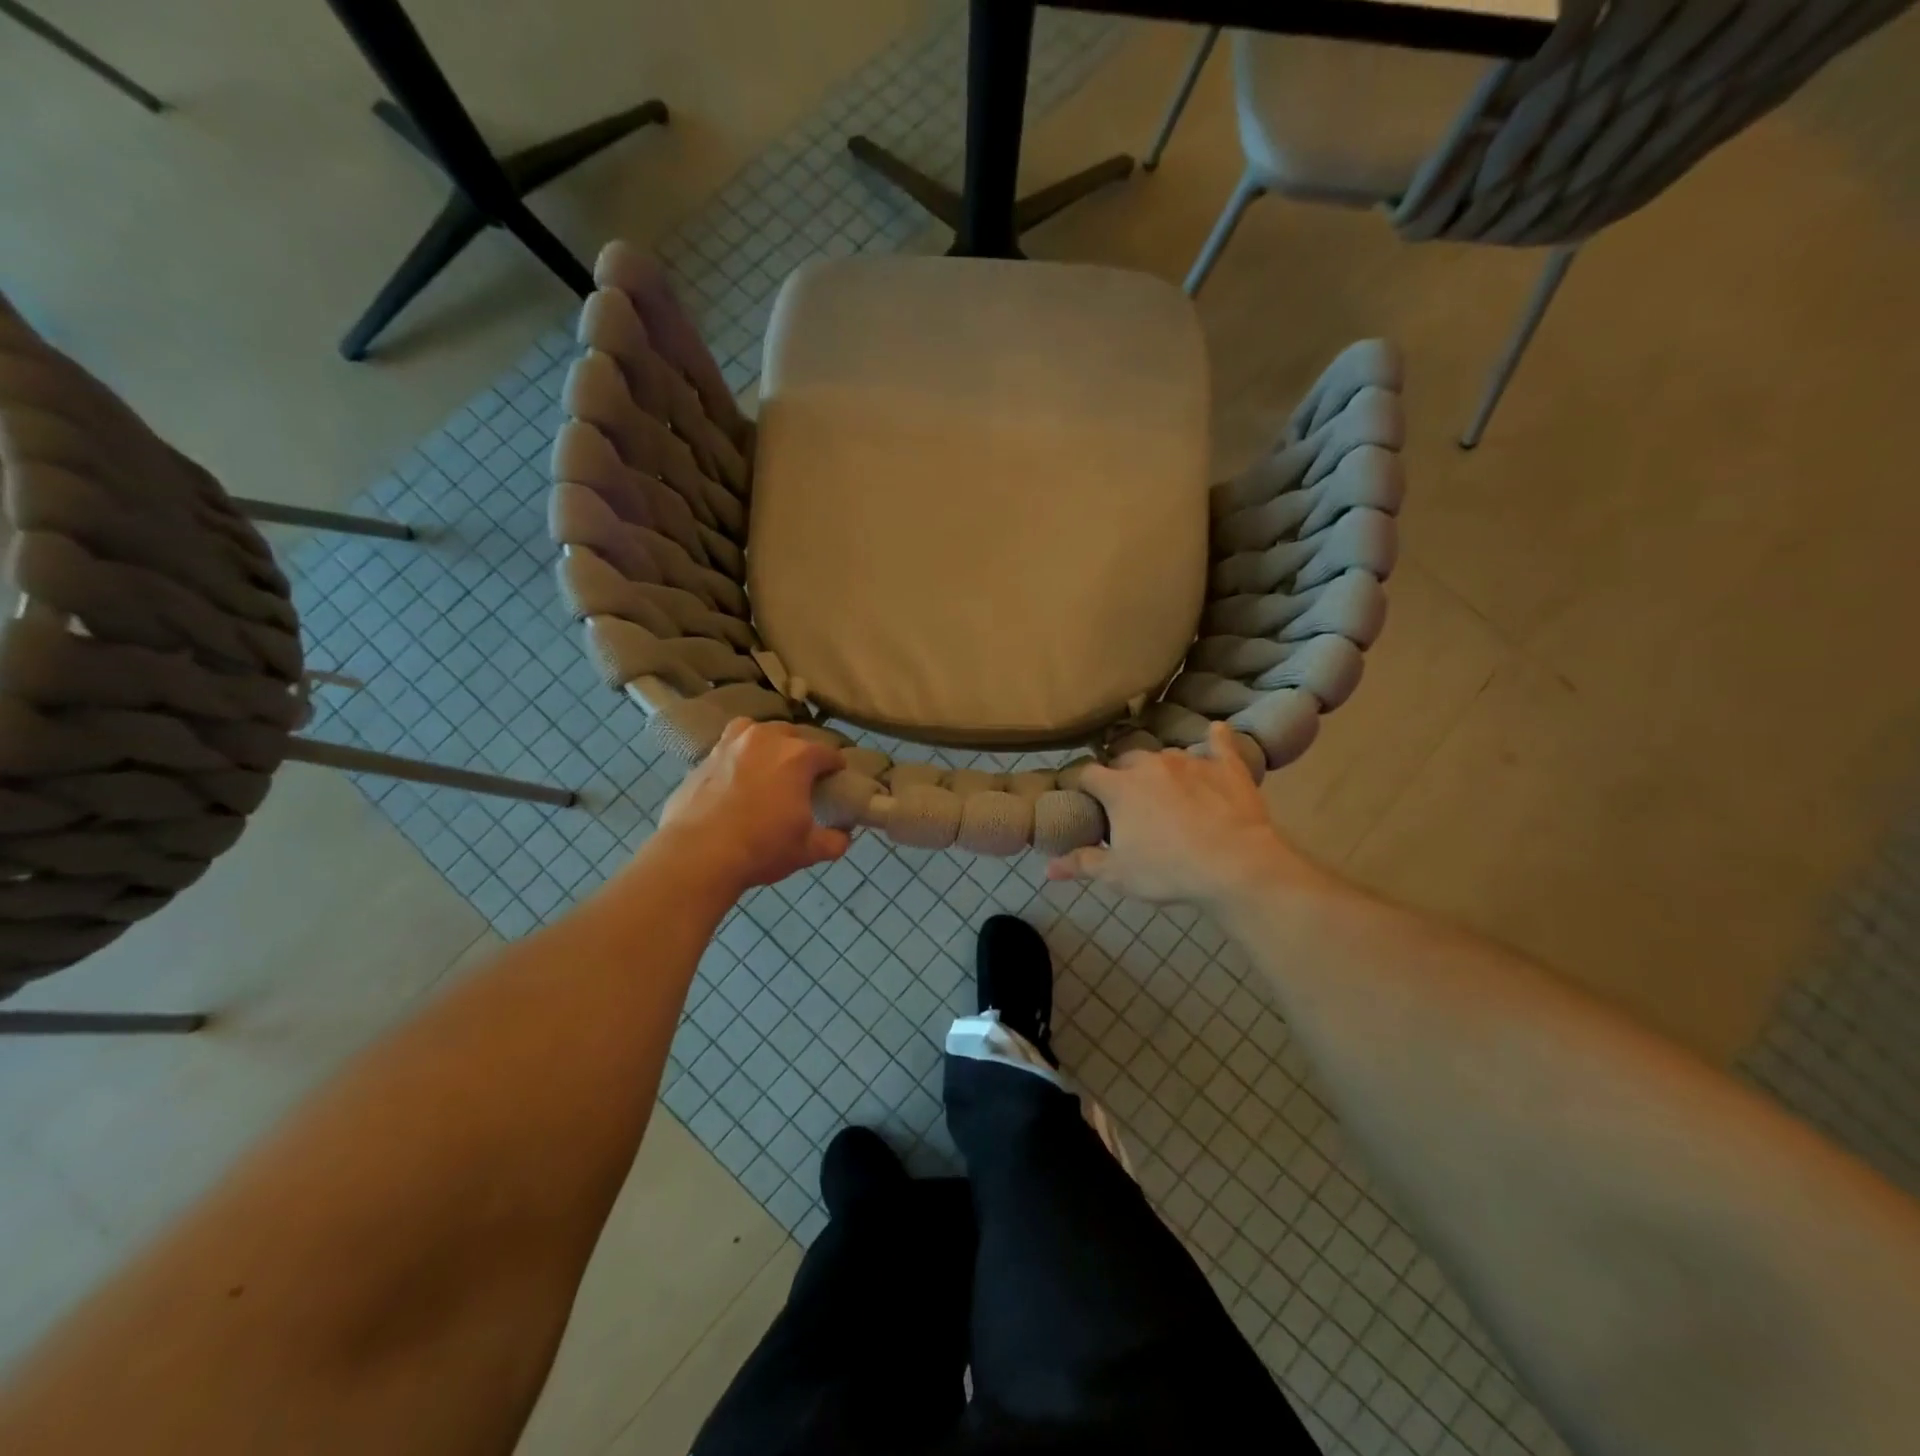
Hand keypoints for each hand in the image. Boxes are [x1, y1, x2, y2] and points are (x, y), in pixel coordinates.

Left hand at [657, 720, 849, 892]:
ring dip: (768, 743)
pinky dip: (739, 755)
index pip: (829, 753)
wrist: (696, 855)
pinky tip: (738, 776)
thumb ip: (834, 840)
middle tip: (803, 777)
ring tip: (769, 765)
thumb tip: (844, 836)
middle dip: (802, 751)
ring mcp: (731, 744)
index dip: (837, 766)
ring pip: (758, 731)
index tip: (837, 780)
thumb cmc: (761, 848)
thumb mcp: (807, 850)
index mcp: (798, 756)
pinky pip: (730, 747)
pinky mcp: (704, 757)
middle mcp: (766, 739)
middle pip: (793, 735)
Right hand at [1048, 722, 1322, 908]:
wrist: (1235, 865)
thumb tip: (1047, 868)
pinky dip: (1215, 740)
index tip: (1081, 796)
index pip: (1087, 774)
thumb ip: (1082, 863)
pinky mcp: (1226, 766)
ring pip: (1165, 755)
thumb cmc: (1168, 870)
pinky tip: (1216, 733)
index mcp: (1119, 787)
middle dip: (1120, 774)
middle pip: (1125, 759)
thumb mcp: (1118, 874)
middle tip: (1125, 798)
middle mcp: (1150, 764)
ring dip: (1159, 767)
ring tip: (1165, 786)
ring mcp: (1190, 761)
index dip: (1081, 784)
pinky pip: (1219, 743)